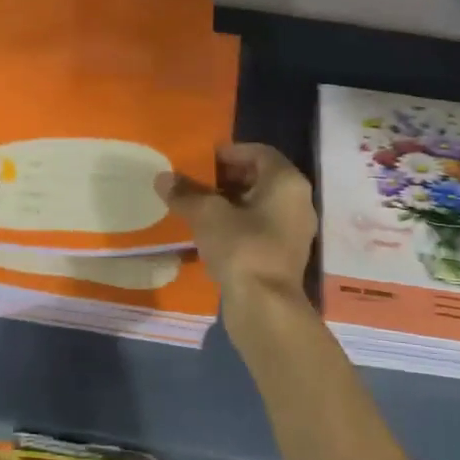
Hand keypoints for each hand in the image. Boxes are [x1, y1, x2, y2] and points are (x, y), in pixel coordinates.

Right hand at [156, 143, 316, 298]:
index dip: (229, 152)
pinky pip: (259, 228)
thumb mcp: (207, 215)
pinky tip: (210, 234)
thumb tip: (162, 178)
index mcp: (287, 182)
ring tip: (198, 207)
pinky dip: (237, 225)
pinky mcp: (284, 255)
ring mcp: (294, 231)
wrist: (265, 307)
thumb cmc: (241, 248)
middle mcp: (297, 201)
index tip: (202, 160)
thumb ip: (185, 193)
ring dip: (230, 203)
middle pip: (260, 178)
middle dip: (227, 178)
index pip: (259, 152)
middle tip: (196, 182)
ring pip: (259, 205)